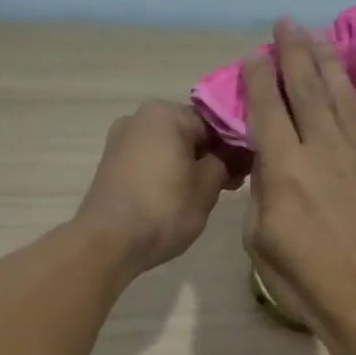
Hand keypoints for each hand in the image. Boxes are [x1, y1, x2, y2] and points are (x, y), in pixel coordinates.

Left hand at [76, 100, 233, 272]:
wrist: (109, 242)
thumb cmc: (164, 208)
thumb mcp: (207, 187)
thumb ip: (226, 163)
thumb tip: (233, 155)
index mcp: (165, 113)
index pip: (214, 122)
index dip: (234, 147)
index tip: (246, 172)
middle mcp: (139, 117)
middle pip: (189, 133)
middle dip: (210, 157)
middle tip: (229, 187)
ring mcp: (120, 141)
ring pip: (169, 149)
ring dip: (189, 167)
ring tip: (203, 197)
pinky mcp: (111, 165)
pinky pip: (150, 162)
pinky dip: (167, 175)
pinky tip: (177, 199)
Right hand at [242, 18, 355, 345]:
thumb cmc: (306, 279)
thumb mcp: (260, 240)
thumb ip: (261, 192)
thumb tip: (269, 162)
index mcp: (284, 168)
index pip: (267, 108)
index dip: (258, 77)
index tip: (254, 54)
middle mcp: (322, 148)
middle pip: (306, 87)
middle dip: (293, 51)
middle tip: (286, 24)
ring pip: (340, 94)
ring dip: (326, 61)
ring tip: (316, 37)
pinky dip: (354, 93)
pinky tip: (347, 82)